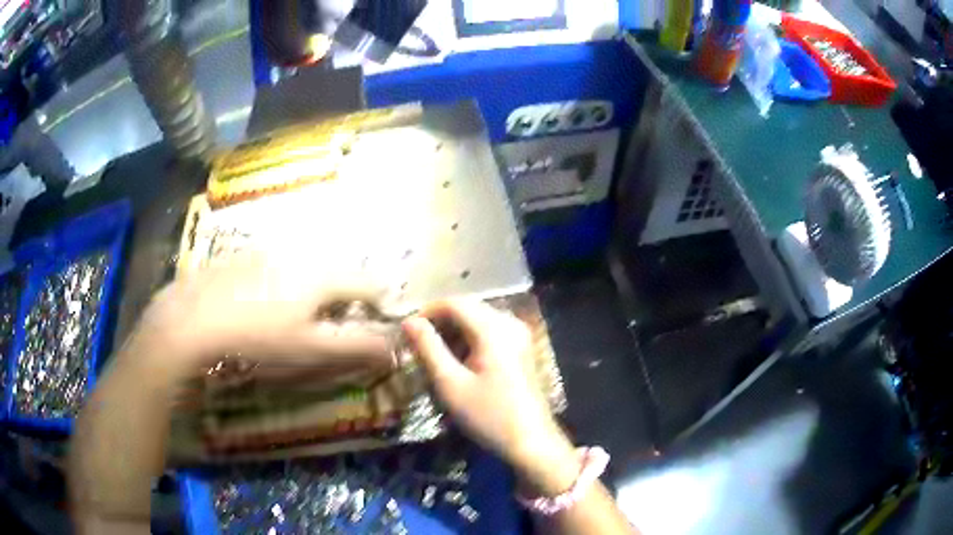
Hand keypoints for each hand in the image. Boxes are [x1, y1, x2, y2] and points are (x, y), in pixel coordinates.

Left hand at [137, 250, 393, 376]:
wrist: (191, 320)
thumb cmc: (258, 339)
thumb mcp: (311, 350)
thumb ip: (357, 347)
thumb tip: (394, 347)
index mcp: (323, 274)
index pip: (371, 283)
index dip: (380, 308)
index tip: (372, 330)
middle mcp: (301, 253)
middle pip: (339, 273)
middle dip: (344, 301)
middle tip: (329, 331)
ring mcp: (269, 251)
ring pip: (308, 268)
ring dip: (314, 293)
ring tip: (294, 321)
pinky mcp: (244, 256)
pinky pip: (278, 267)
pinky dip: (284, 285)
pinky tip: (262, 309)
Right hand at [402, 300, 578, 491]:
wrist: (531, 441)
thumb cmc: (488, 415)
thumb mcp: (450, 384)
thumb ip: (428, 348)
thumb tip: (409, 322)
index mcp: (493, 329)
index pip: (454, 303)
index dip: (427, 312)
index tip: (408, 331)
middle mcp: (510, 323)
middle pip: (469, 308)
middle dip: (441, 322)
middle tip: (419, 345)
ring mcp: (520, 335)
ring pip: (479, 319)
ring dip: (455, 331)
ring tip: (436, 356)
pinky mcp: (523, 348)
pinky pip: (492, 331)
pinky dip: (471, 339)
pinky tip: (460, 362)